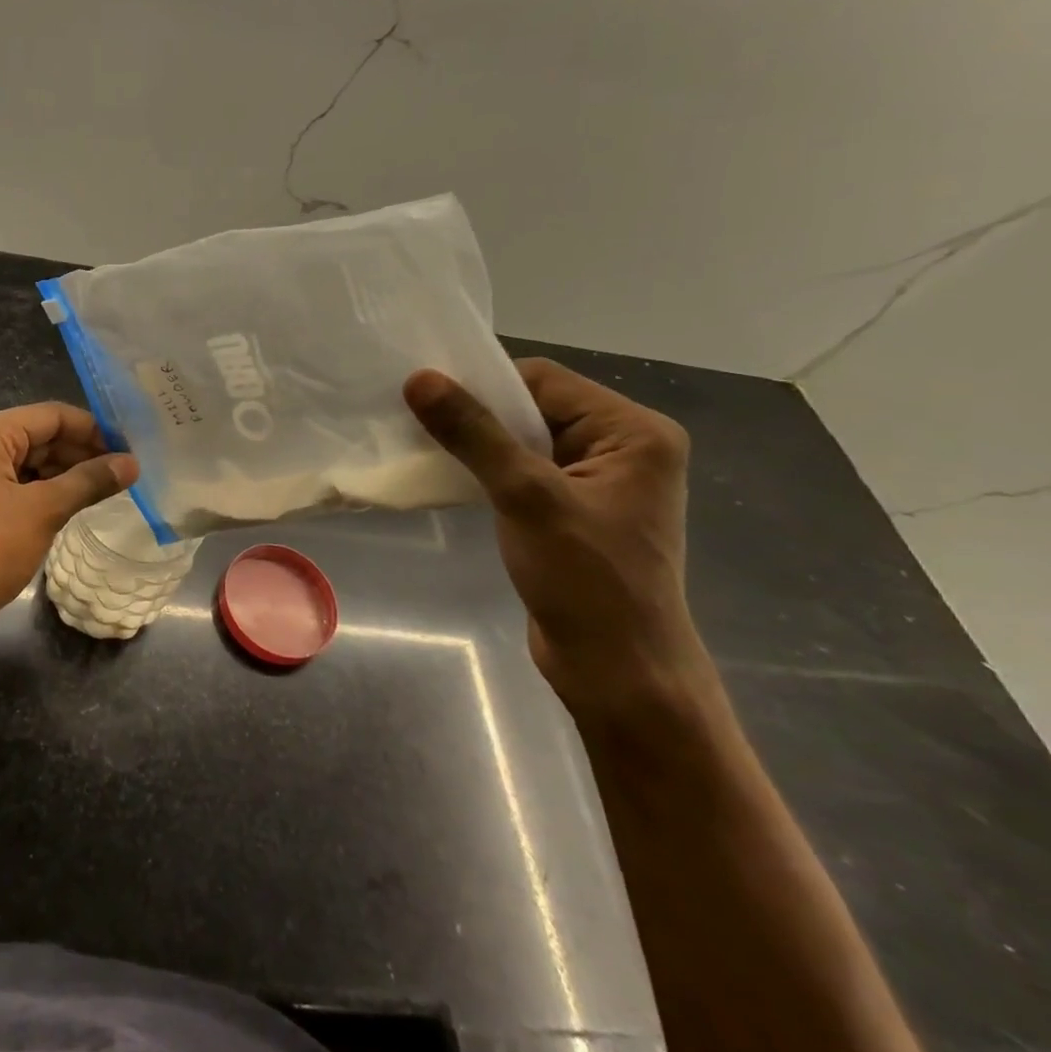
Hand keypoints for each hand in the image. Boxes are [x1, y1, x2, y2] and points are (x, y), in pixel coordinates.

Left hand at [0, 402, 138, 627]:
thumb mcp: (42, 511)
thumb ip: (88, 482)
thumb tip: (131, 463)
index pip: (53, 416)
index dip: (94, 429)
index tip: (132, 448)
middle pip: (42, 437)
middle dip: (84, 453)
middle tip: (128, 473)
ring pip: (32, 465)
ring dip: (69, 475)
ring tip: (112, 490)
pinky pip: (20, 489)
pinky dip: (49, 495)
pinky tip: (77, 508)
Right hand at [404, 358, 715, 719]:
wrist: (618, 672)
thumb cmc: (586, 580)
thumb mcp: (526, 496)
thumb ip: (473, 433)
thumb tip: (419, 378)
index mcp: (634, 433)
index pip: (545, 381)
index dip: (485, 384)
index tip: (426, 396)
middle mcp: (624, 448)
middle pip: (534, 407)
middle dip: (477, 415)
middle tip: (416, 419)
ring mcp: (599, 481)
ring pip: (524, 440)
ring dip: (477, 443)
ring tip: (425, 446)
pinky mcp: (574, 510)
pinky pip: (523, 470)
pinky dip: (486, 469)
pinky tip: (451, 477)